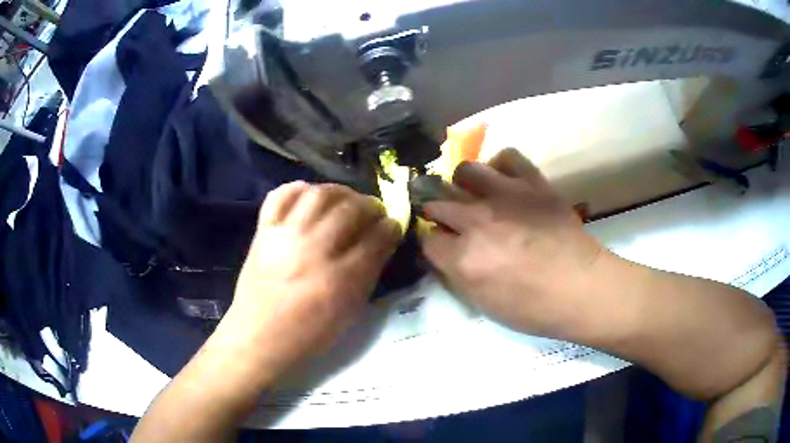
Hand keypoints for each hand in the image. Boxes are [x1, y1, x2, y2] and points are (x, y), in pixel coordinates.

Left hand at [217, 182, 400, 379]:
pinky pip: (280, 196)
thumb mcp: (350, 311)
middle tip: (373, 211)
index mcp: (341, 279)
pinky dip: (297, 189)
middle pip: (350, 209)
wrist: (260, 337)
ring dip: (339, 192)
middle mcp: (313, 250)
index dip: (391, 226)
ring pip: (318, 195)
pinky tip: (309, 195)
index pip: (376, 237)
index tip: (393, 225)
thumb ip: (369, 272)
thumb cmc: (309, 333)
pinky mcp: (263, 232)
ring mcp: (285, 237)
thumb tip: (382, 241)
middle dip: (370, 205)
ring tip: (345, 200)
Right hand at [422, 149, 604, 336]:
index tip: (442, 249)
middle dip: (439, 214)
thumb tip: (443, 254)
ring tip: (474, 194)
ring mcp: (505, 195)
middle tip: (453, 223)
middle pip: (438, 203)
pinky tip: (503, 180)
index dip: (433, 245)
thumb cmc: (534, 307)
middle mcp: (477, 220)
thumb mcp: (484, 305)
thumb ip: (456, 276)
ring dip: (462, 184)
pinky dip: (499, 165)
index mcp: (463, 257)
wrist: (581, 286)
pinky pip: (507, 156)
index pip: (427, 240)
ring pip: (465, 170)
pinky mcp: (532, 182)